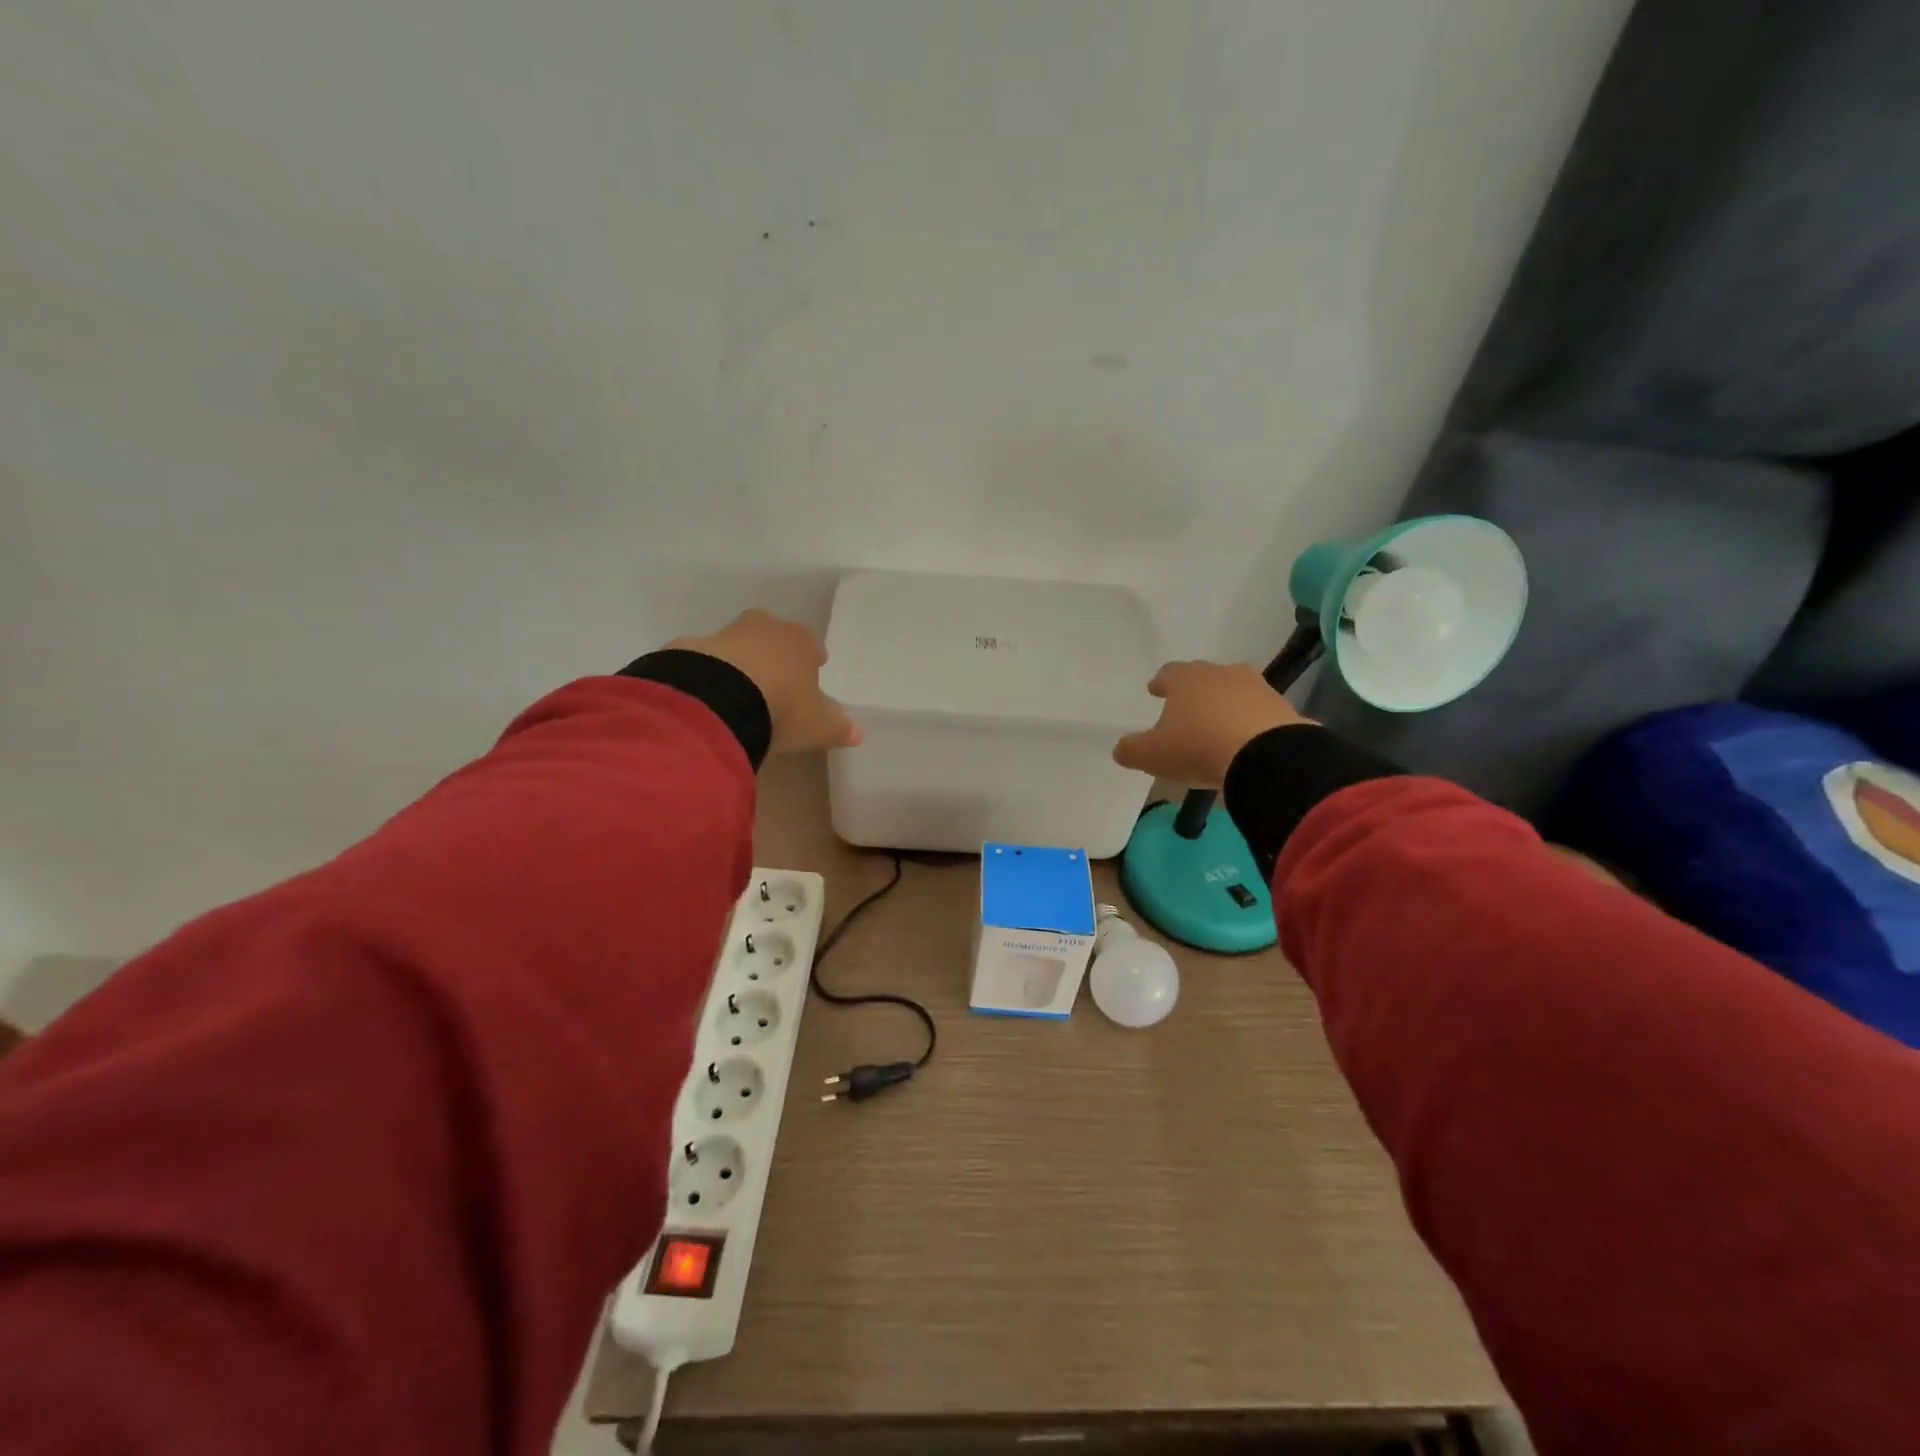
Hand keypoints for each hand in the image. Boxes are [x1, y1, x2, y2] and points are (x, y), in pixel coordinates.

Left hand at [671, 610, 860, 753]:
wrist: (716, 702)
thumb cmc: (781, 708)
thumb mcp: (817, 725)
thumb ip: (837, 727)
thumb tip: (857, 733)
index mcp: (798, 641)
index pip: (809, 644)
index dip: (811, 659)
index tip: (811, 673)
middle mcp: (761, 629)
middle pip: (770, 635)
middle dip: (773, 654)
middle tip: (773, 679)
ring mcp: (721, 635)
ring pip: (734, 646)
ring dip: (737, 663)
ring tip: (737, 693)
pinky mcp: (686, 650)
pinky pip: (702, 662)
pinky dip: (706, 676)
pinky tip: (706, 699)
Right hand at [1112, 661, 1308, 789]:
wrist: (1266, 756)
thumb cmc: (1198, 747)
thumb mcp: (1152, 754)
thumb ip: (1131, 749)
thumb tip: (1121, 748)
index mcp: (1187, 678)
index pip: (1169, 673)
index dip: (1160, 682)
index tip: (1155, 690)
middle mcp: (1223, 674)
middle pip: (1205, 678)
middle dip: (1195, 692)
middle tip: (1186, 708)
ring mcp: (1258, 689)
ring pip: (1236, 692)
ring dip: (1226, 706)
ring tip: (1217, 727)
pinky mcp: (1284, 710)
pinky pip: (1260, 715)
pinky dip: (1251, 724)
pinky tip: (1246, 743)